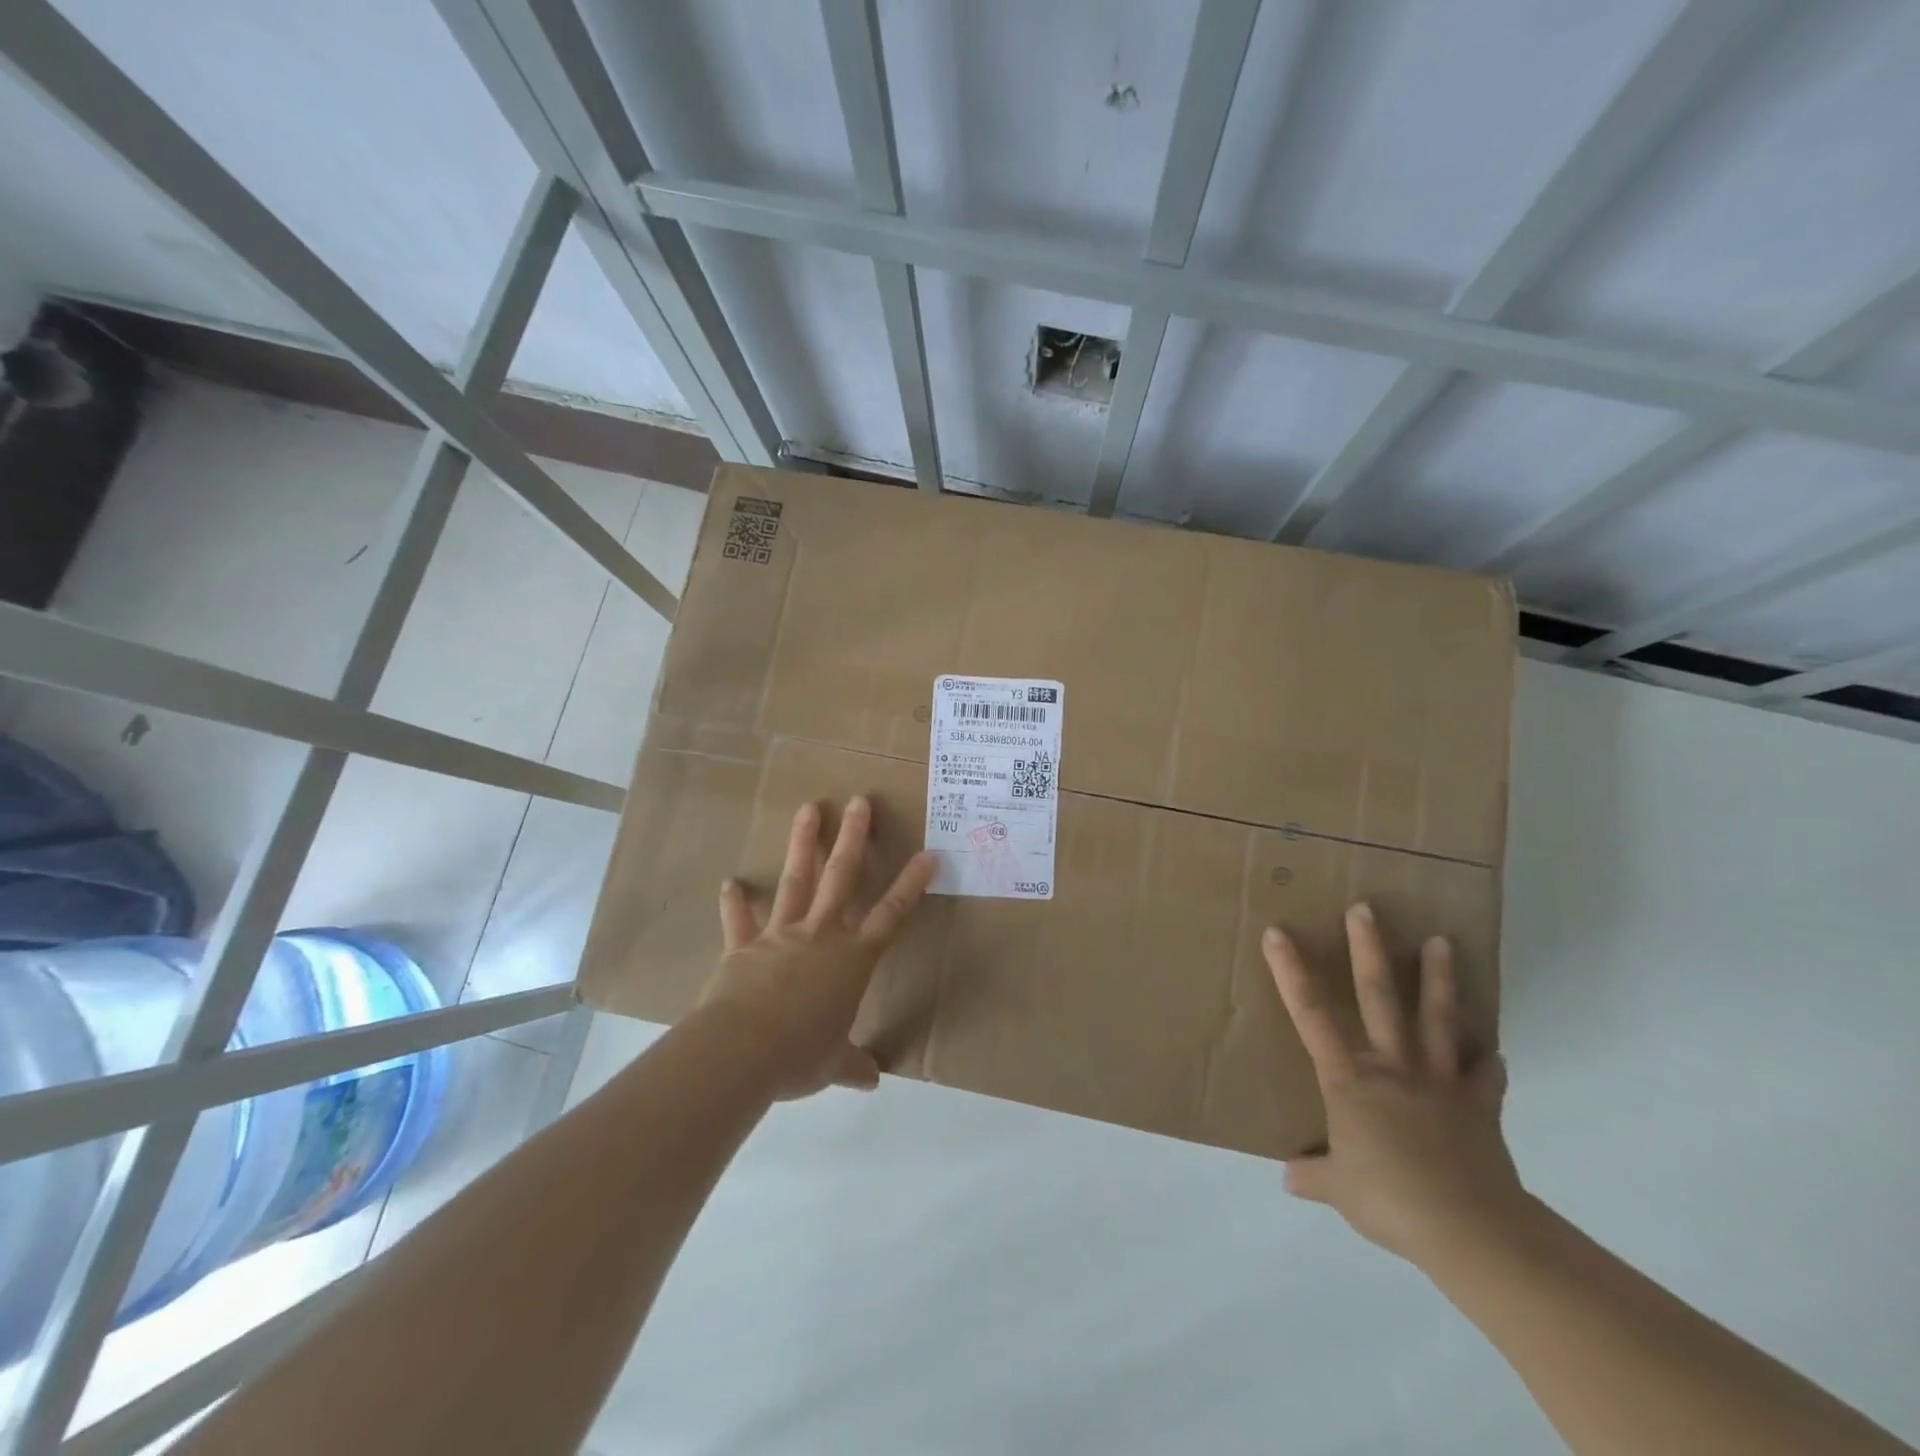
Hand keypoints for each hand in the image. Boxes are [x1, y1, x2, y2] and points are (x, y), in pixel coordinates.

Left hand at [699, 796, 935, 1101]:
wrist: (741, 1051)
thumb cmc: (800, 1055)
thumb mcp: (831, 1064)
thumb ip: (851, 1064)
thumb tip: (870, 1080)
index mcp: (852, 960)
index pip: (891, 915)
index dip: (911, 885)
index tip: (927, 854)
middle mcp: (821, 936)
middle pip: (842, 878)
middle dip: (853, 838)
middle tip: (859, 801)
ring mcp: (781, 935)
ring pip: (797, 881)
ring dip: (804, 844)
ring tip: (809, 808)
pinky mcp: (744, 946)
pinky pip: (739, 921)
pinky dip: (734, 903)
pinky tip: (729, 883)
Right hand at [1263, 903, 1526, 1269]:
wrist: (1469, 1229)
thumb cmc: (1391, 1199)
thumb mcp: (1340, 1190)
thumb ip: (1313, 1176)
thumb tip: (1289, 1176)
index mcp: (1349, 1080)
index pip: (1311, 1014)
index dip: (1290, 971)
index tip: (1278, 933)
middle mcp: (1392, 1066)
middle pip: (1379, 996)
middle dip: (1369, 949)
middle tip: (1367, 907)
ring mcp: (1439, 1081)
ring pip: (1438, 1018)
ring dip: (1439, 978)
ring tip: (1442, 941)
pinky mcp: (1479, 1104)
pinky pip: (1485, 1073)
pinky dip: (1488, 1058)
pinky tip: (1492, 1047)